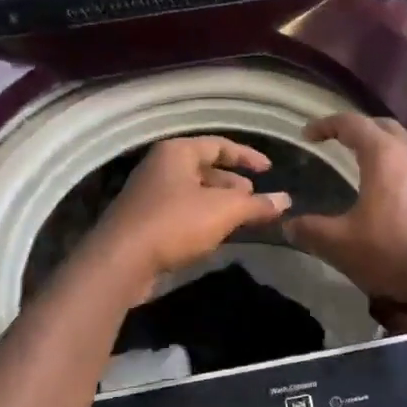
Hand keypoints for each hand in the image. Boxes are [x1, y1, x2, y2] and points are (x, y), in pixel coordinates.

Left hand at [89, 136, 291, 293]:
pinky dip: (203, 218)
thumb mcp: (224, 211)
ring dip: (219, 203)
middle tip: (255, 198)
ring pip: (194, 193)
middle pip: (205, 168)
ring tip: (242, 218)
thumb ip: (257, 204)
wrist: (121, 261)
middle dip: (233, 183)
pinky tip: (217, 235)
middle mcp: (160, 167)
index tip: (269, 169)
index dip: (247, 156)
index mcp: (177, 152)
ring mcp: (149, 195)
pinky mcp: (144, 222)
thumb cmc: (174, 223)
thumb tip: (285, 200)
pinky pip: (182, 212)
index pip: (219, 145)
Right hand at [285, 113, 406, 303]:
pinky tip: (387, 192)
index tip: (307, 135)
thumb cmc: (392, 250)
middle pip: (382, 126)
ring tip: (360, 165)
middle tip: (336, 142)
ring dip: (380, 147)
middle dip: (357, 129)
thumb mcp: (341, 244)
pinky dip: (395, 166)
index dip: (326, 125)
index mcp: (383, 154)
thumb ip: (311, 231)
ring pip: (403, 145)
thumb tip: (288, 226)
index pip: (351, 123)